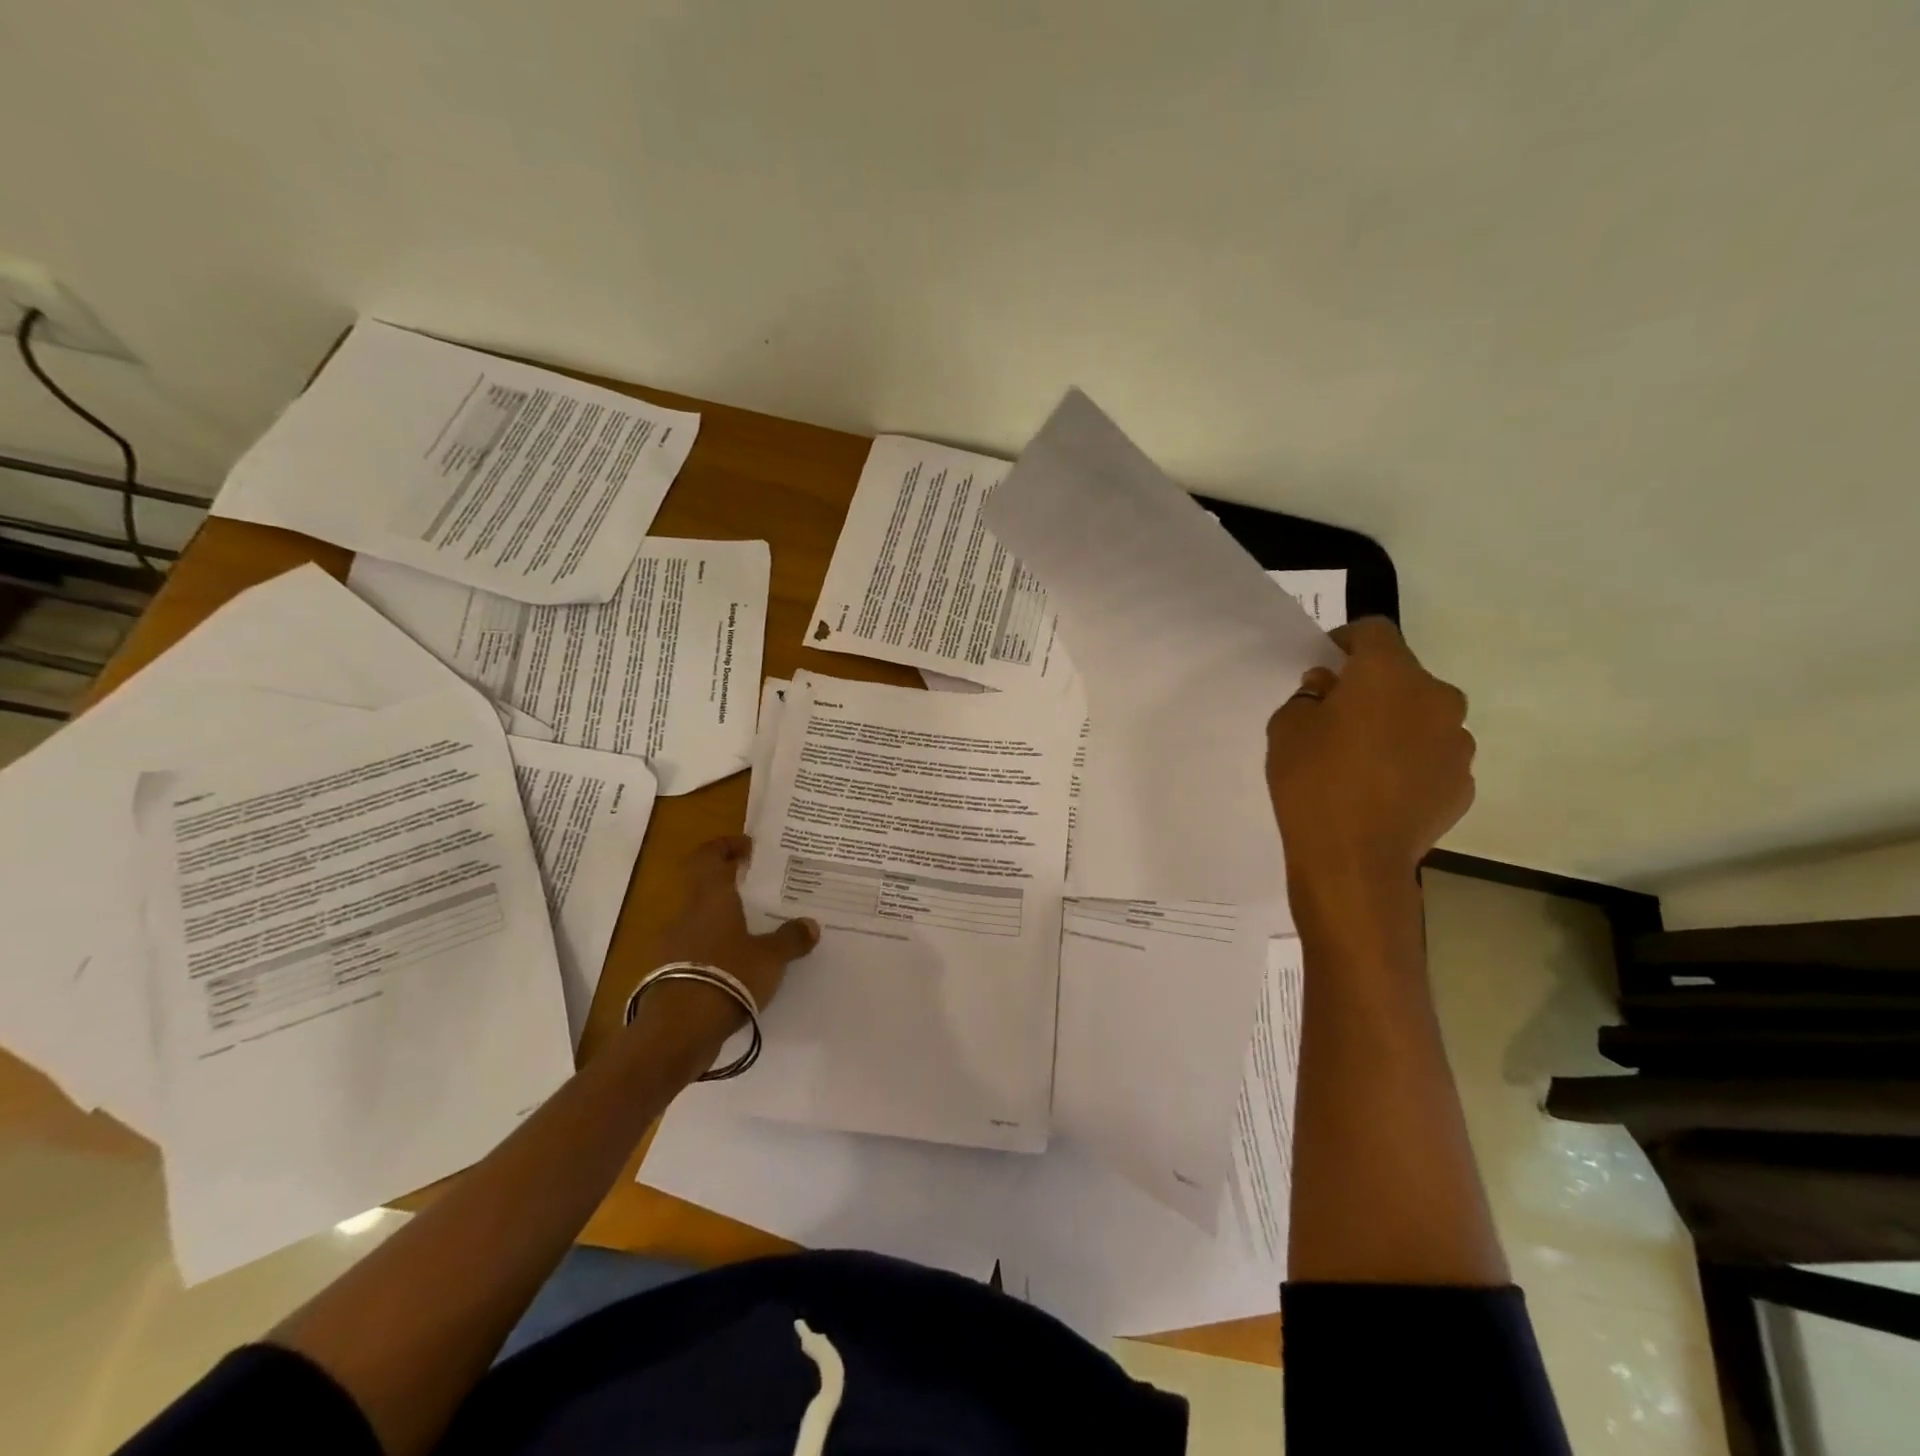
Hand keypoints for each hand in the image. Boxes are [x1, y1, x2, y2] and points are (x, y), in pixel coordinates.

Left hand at [633, 835, 818, 1049]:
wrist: (677, 1030)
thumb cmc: (727, 976)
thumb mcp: (770, 958)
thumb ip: (790, 939)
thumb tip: (811, 925)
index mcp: (711, 897)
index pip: (709, 856)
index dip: (725, 846)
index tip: (748, 848)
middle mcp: (687, 914)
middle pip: (704, 887)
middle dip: (729, 886)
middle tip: (758, 891)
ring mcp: (673, 944)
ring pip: (699, 920)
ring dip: (721, 920)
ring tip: (753, 932)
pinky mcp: (668, 974)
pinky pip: (694, 950)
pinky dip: (713, 950)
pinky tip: (736, 967)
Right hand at [1265, 618, 1474, 890]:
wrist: (1353, 859)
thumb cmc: (1312, 781)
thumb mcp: (1286, 727)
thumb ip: (1309, 695)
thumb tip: (1330, 688)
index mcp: (1390, 674)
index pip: (1374, 630)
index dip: (1346, 640)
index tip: (1325, 663)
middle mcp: (1436, 698)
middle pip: (1402, 675)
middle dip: (1371, 687)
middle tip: (1337, 715)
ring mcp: (1457, 743)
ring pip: (1421, 717)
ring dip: (1395, 724)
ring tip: (1361, 759)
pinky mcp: (1463, 783)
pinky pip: (1432, 756)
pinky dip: (1410, 761)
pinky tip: (1380, 789)